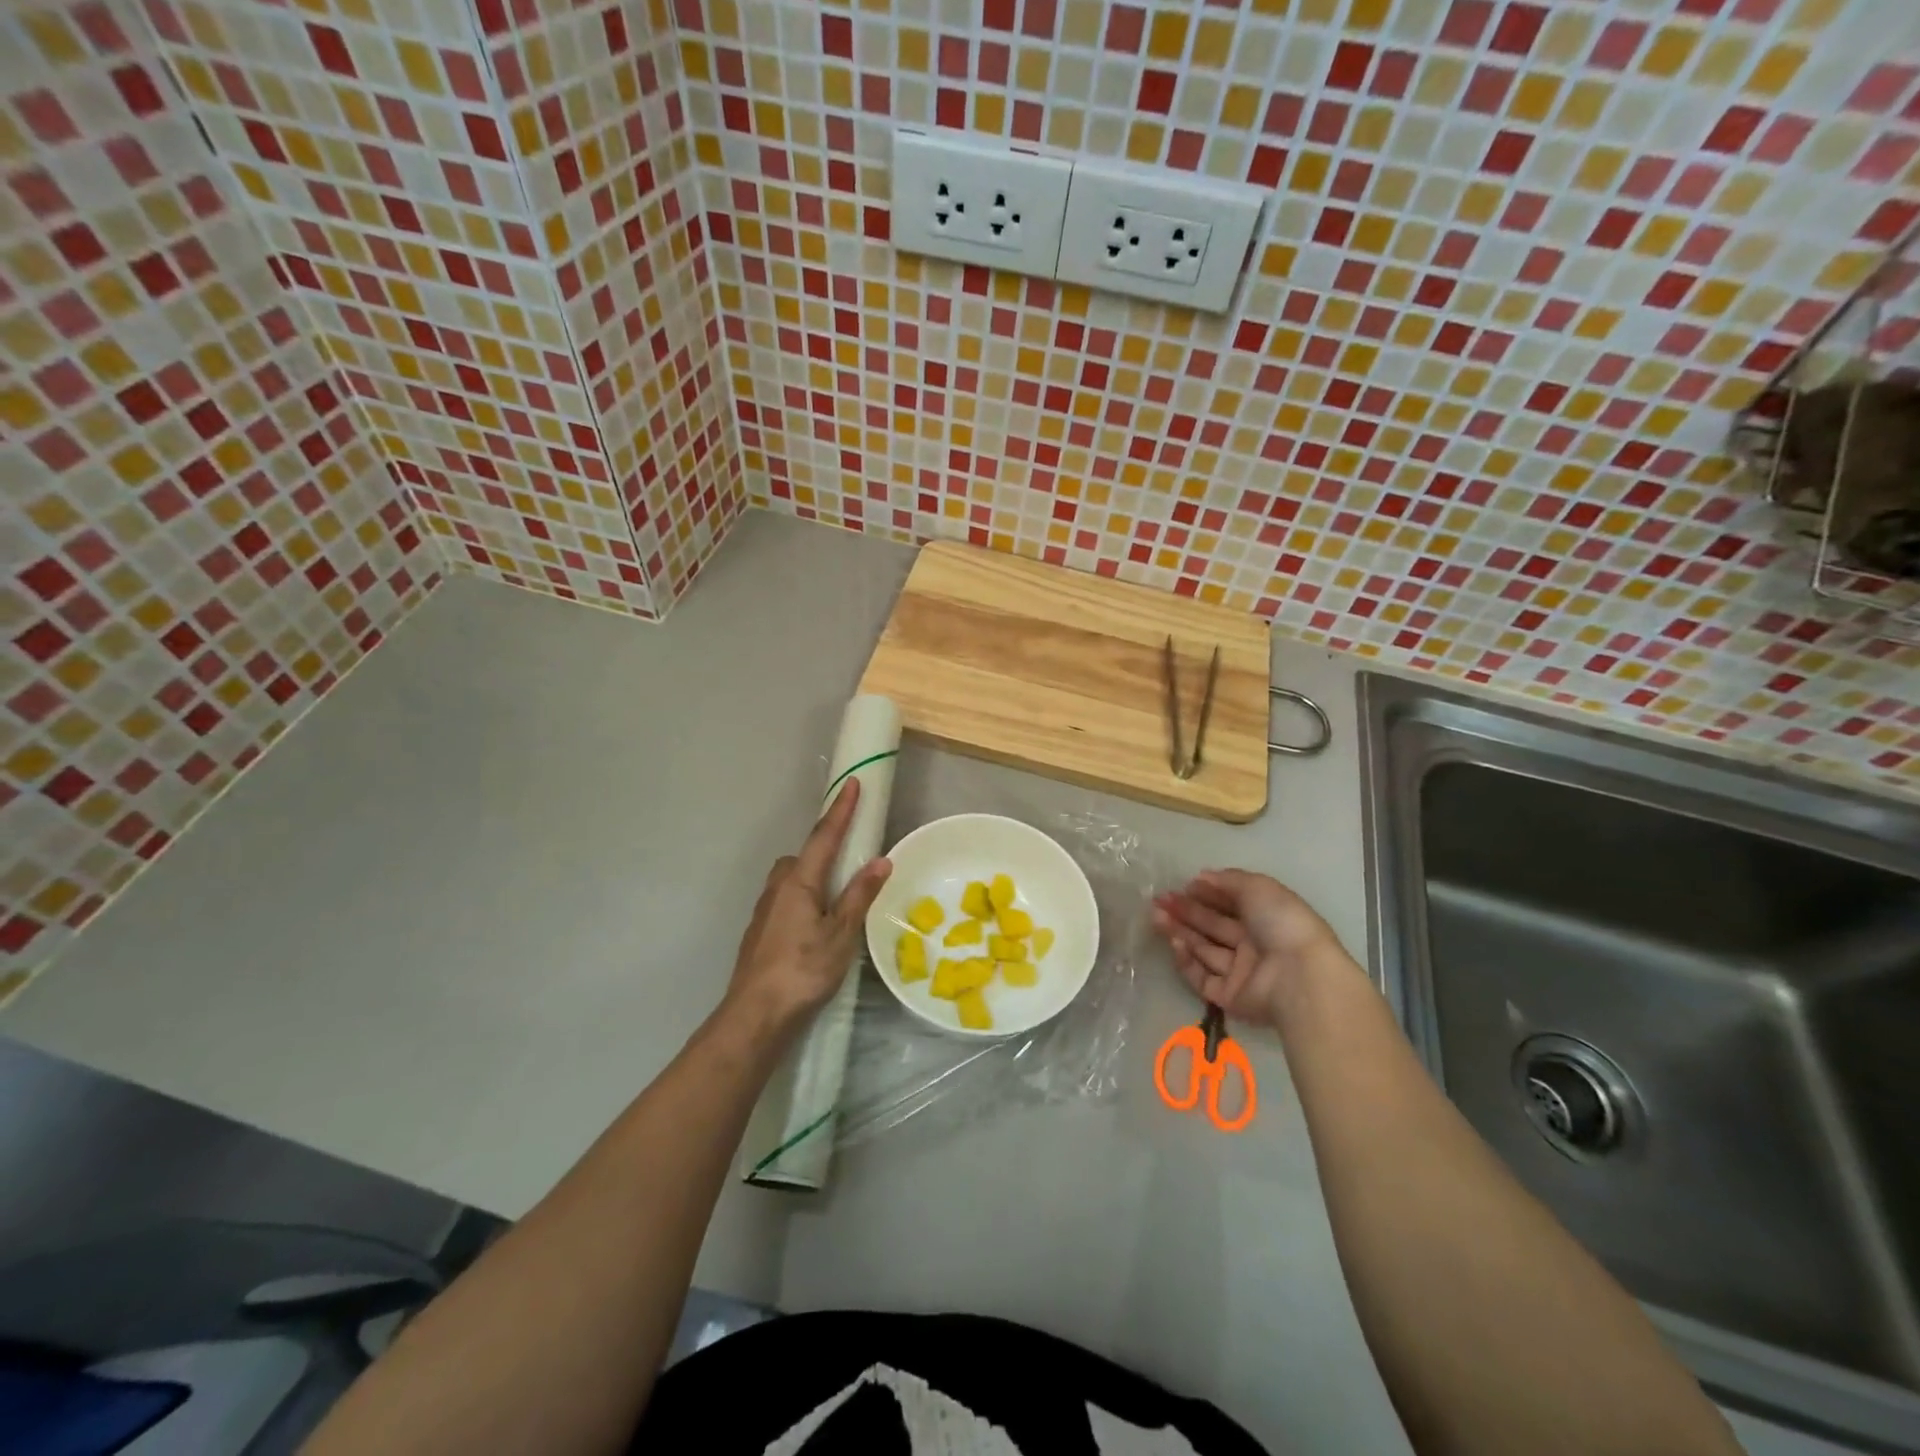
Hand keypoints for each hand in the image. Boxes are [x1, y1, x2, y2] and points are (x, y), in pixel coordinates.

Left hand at [725, 778, 891, 1033]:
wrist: (755, 1015)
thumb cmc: (803, 970)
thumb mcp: (841, 933)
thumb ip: (859, 895)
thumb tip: (880, 860)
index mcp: (799, 881)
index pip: (824, 836)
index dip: (840, 809)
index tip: (851, 783)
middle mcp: (778, 887)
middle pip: (804, 857)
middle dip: (825, 852)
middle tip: (851, 864)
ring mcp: (765, 909)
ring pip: (793, 880)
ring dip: (814, 880)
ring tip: (838, 903)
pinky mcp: (761, 930)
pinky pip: (787, 900)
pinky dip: (805, 901)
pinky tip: (816, 929)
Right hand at [1151, 869, 1352, 1027]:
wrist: (1298, 977)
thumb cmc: (1282, 923)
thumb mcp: (1258, 888)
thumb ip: (1228, 880)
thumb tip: (1201, 877)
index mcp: (1265, 917)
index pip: (1229, 903)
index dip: (1205, 894)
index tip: (1182, 885)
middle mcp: (1253, 944)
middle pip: (1212, 925)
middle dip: (1185, 911)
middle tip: (1158, 900)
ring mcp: (1240, 972)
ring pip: (1203, 949)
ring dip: (1179, 931)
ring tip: (1156, 916)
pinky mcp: (1228, 997)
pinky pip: (1202, 977)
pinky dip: (1186, 960)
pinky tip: (1175, 943)